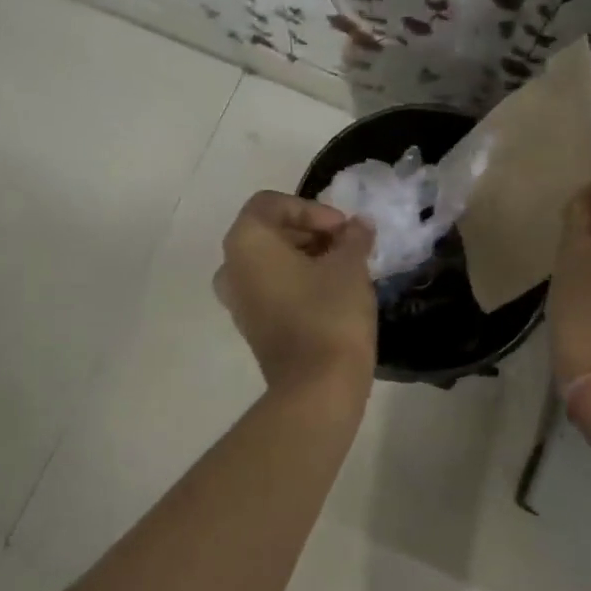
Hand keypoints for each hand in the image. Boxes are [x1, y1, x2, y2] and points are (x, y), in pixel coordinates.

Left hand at [214, 192, 376, 394]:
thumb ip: (353, 237)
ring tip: (344, 267)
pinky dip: (297, 281)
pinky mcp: (252, 326)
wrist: (317, 387)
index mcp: (247, 242)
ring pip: (270, 262)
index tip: (342, 228)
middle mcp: (231, 267)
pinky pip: (271, 288)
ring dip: (306, 256)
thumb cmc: (330, 313)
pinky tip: (332, 292)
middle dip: (310, 232)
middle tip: (347, 244)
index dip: (311, 209)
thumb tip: (358, 226)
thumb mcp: (350, 266)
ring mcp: (238, 300)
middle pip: (269, 231)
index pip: (272, 203)